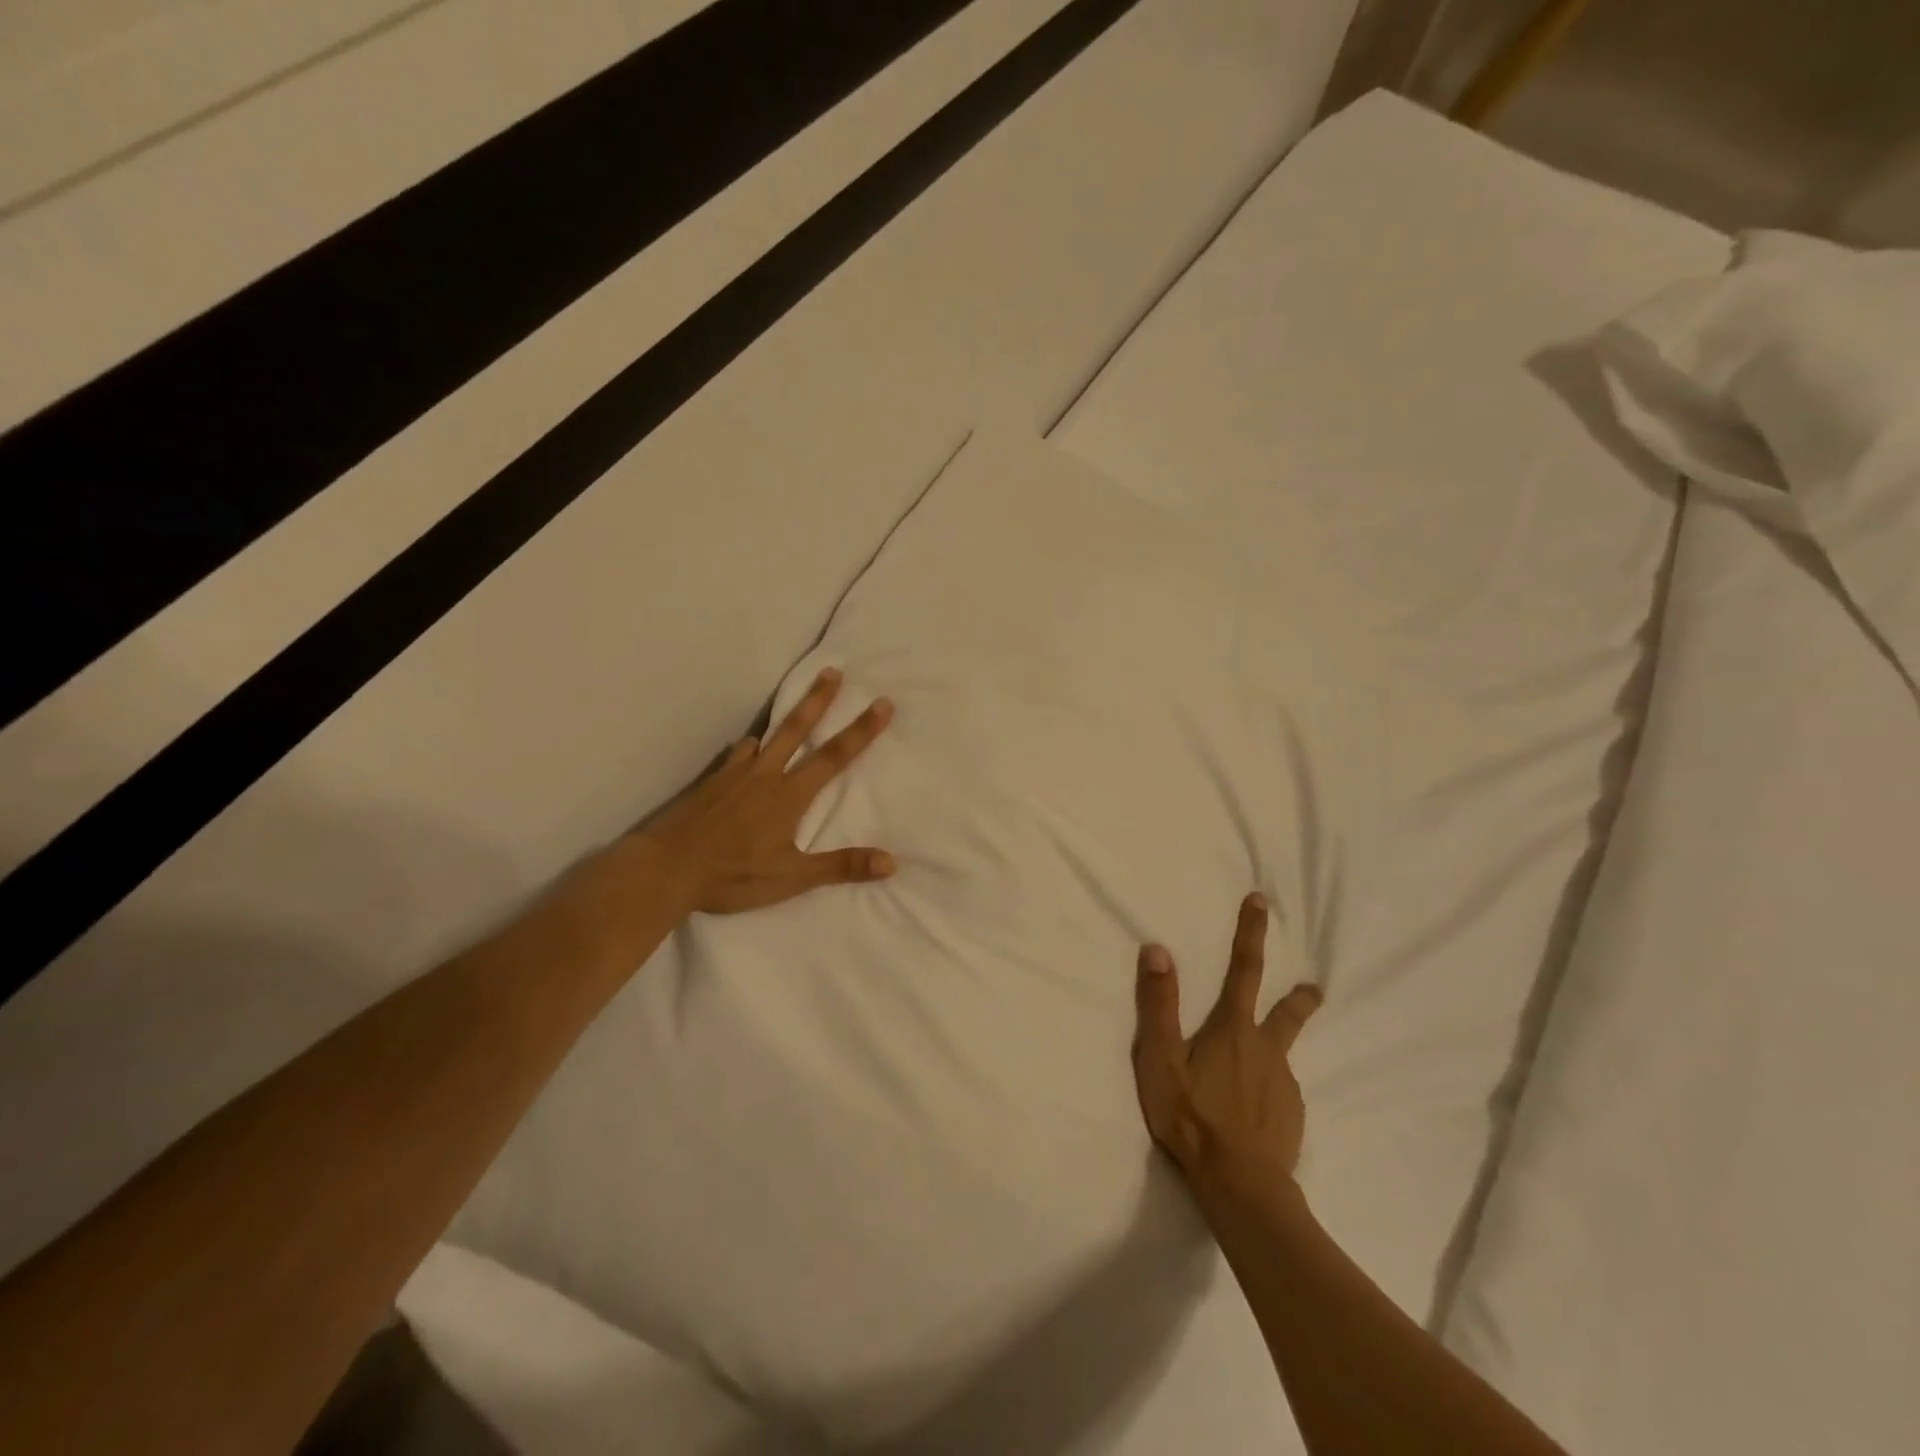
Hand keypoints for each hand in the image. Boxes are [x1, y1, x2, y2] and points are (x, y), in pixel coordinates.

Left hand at [631, 667, 896, 914]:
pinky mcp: (710, 783)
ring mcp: (734, 775)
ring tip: (790, 710)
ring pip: (763, 737)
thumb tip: (891, 862)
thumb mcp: (791, 877)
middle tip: (833, 670)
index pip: (834, 756)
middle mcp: (765, 775)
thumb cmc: (732, 874)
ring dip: (781, 720)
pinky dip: (747, 748)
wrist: (665, 868)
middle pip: (796, 728)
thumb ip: (840, 867)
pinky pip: (735, 755)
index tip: (882, 703)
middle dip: (818, 699)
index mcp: (789, 795)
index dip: (862, 730)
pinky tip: (745, 752)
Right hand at [1132, 892, 1323, 1201]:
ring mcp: (1283, 1086)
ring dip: (1274, 1051)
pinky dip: (1269, 1092)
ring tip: (1260, 1070)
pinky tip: (1256, 1113)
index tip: (1261, 901)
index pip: (1243, 969)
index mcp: (1233, 1029)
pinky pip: (1279, 1094)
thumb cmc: (1191, 1116)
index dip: (1250, 933)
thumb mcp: (1160, 1058)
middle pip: (1288, 1014)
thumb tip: (1157, 949)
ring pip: (1280, 1058)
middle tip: (1314, 989)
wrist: (1239, 1186)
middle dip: (1299, 997)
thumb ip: (1158, 1004)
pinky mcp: (1291, 1118)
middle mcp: (1266, 1050)